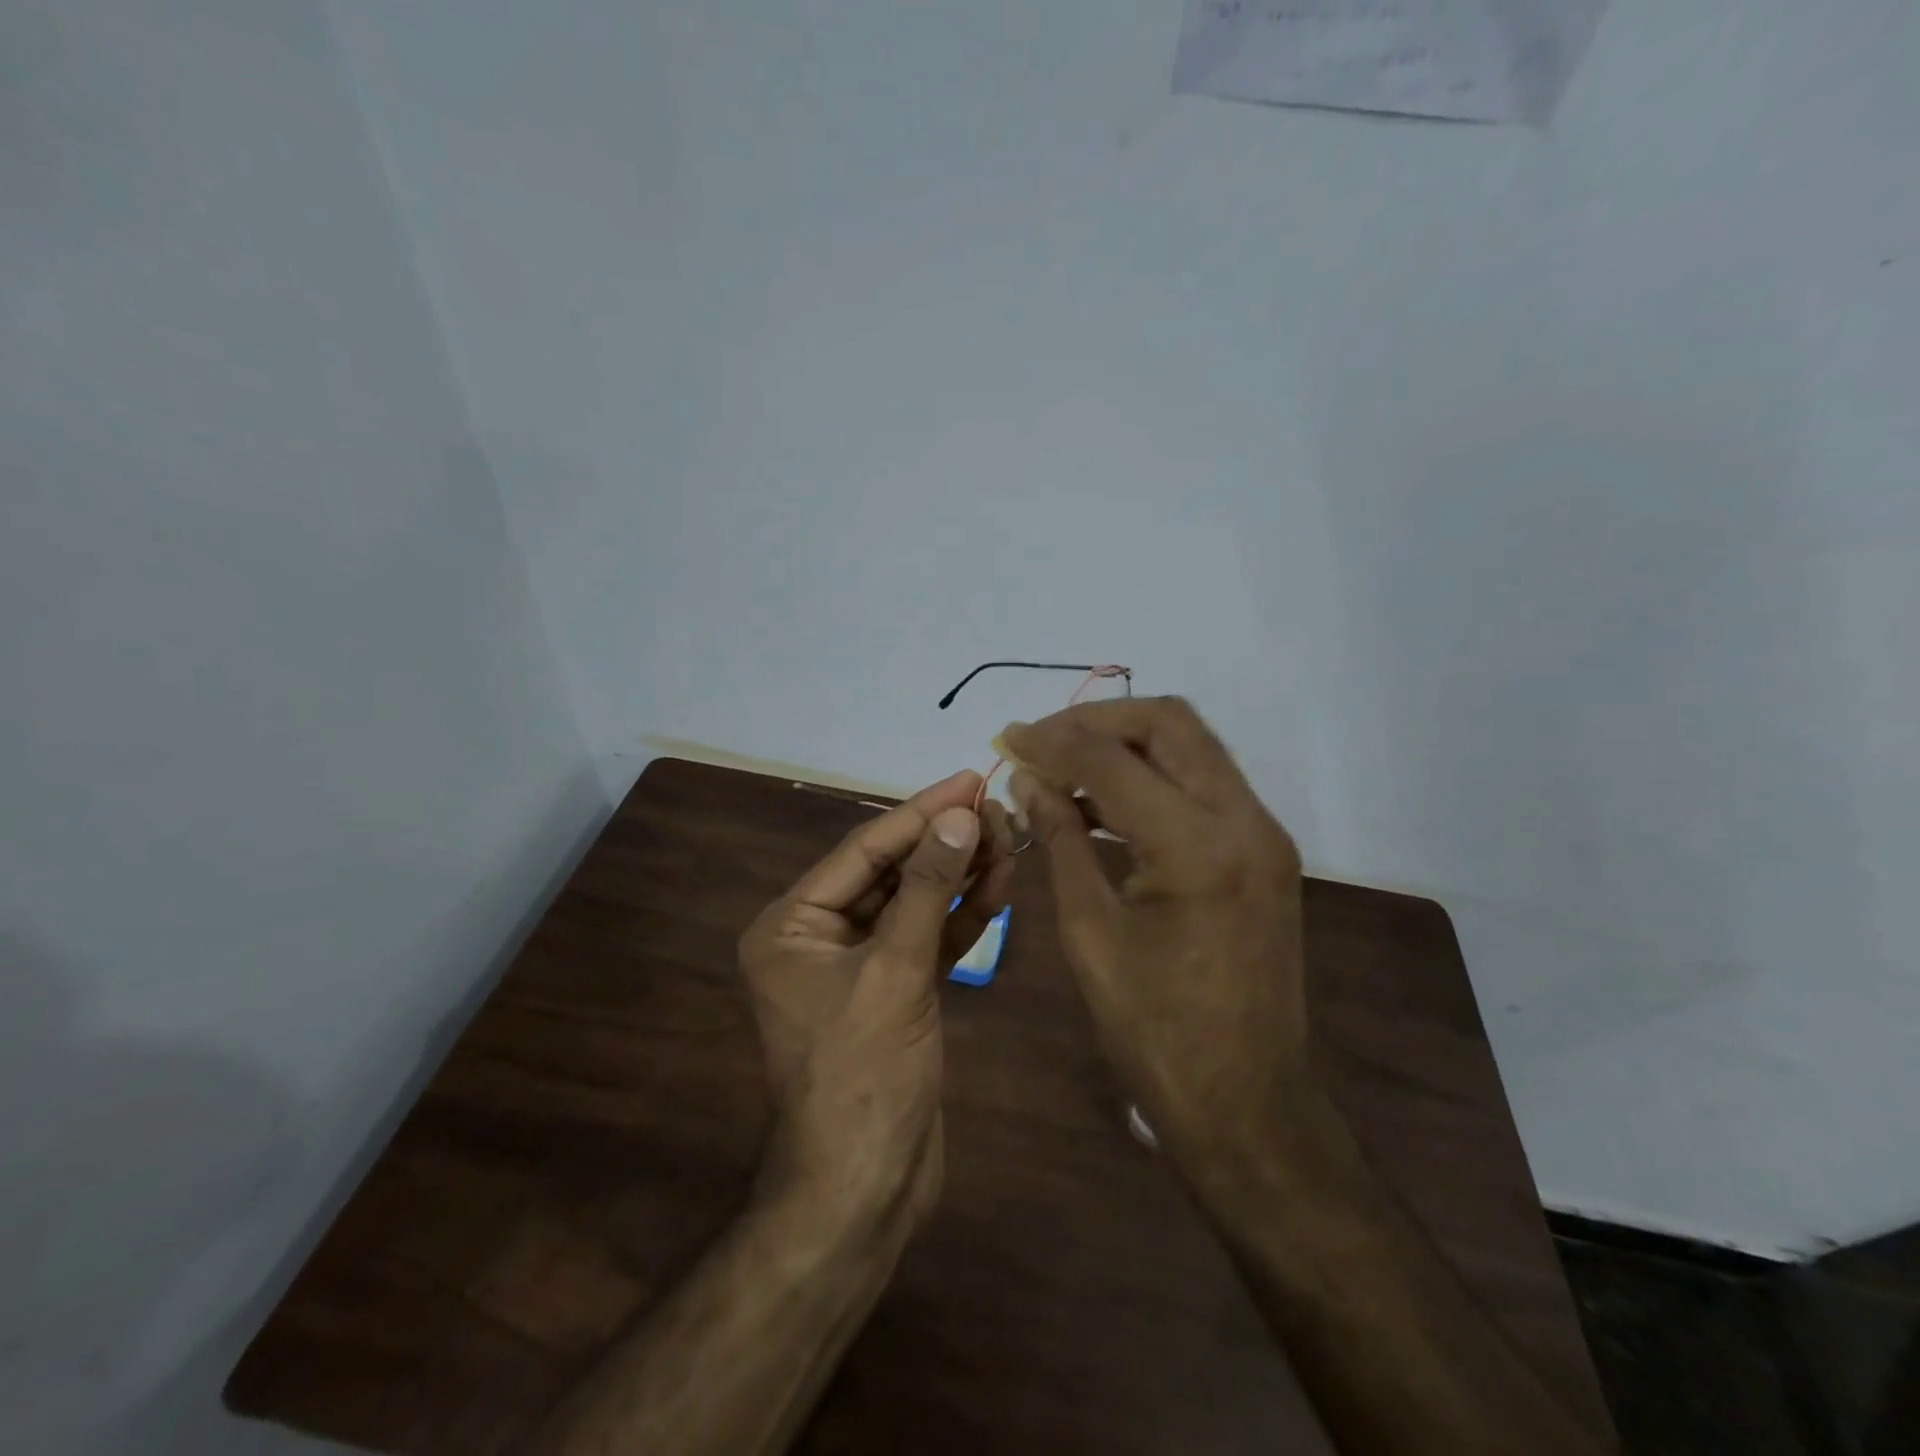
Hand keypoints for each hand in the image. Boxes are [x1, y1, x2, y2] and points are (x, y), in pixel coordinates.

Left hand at [738, 771, 1013, 1233]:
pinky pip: (927, 939)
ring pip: (913, 904)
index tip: (968, 779)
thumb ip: (927, 889)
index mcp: (790, 924)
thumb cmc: (863, 1075)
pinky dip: (960, 916)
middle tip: (999, 808)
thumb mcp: (895, 972)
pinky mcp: (894, 991)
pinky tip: (999, 885)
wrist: (865, 1189)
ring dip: (958, 874)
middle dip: (944, 843)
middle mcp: (817, 936)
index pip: (863, 850)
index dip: (919, 812)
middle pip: (890, 872)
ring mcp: (858, 965)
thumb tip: (960, 815)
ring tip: (1009, 839)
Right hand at [1003, 698, 1306, 1167]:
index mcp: (1198, 848)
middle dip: (1096, 721)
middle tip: (1040, 740)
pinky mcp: (1264, 852)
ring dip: (1125, 745)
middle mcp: (1245, 822)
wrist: (1247, 1104)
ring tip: (1061, 765)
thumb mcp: (1089, 933)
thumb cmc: (1155, 1032)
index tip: (1006, 740)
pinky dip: (1151, 778)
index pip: (1114, 761)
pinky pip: (1203, 785)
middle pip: (1170, 723)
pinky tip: (1101, 802)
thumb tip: (1027, 780)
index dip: (1052, 742)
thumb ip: (1060, 841)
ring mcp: (1264, 835)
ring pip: (1191, 746)